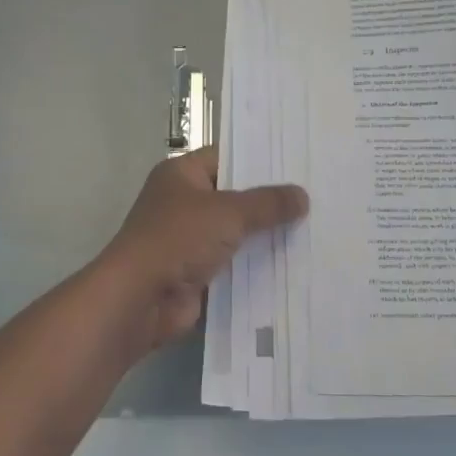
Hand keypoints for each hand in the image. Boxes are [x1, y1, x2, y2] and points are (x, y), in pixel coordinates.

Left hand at [101, 147, 308, 355]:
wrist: (139, 298)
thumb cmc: (178, 239)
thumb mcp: (229, 213)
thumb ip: (267, 204)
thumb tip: (302, 196)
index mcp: (181, 174)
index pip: (227, 157)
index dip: (260, 160)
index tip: (299, 163)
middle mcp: (183, 203)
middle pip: (234, 196)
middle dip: (269, 201)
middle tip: (315, 195)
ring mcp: (189, 240)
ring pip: (236, 233)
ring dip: (265, 236)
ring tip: (314, 229)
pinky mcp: (196, 273)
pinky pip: (233, 264)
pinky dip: (256, 266)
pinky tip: (293, 264)